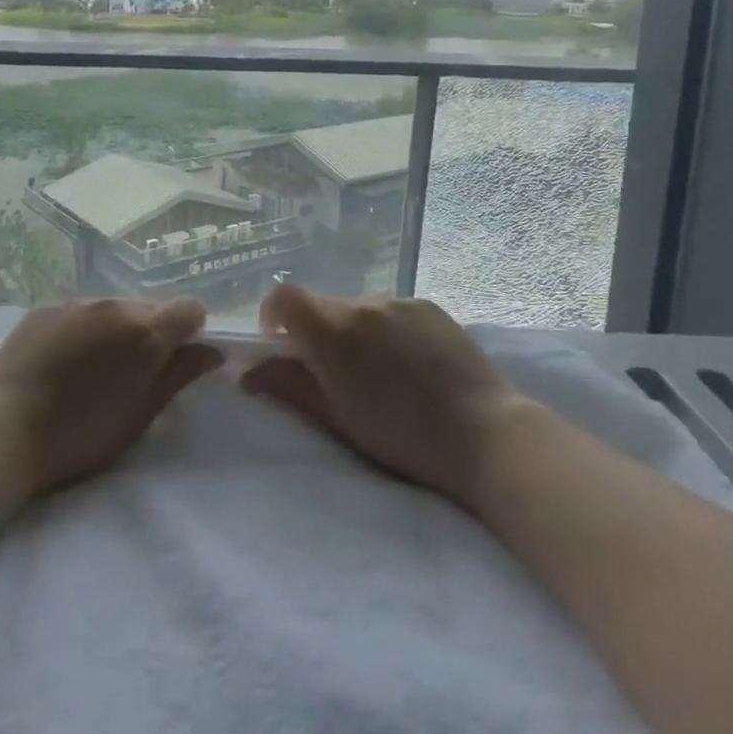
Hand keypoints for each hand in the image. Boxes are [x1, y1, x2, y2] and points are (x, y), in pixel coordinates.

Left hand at [0, 297, 222, 494]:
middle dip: (151, 333)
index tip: (176, 359)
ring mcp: (77, 303)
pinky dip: (83, 329)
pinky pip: (79, 311)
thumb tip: (212, 352)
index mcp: (145, 331)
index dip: (190, 332)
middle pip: (150, 308)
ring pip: (113, 308)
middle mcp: (115, 305)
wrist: (2, 430)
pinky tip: (62, 362)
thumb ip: (179, 376)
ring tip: (92, 369)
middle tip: (131, 373)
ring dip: (115, 330)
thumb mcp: (140, 414)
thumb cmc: (80, 434)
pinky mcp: (45, 308)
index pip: (190, 309)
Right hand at [243, 283, 522, 509]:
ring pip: (360, 309)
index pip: (285, 297)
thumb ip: (289, 386)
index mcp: (333, 330)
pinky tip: (413, 365)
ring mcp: (400, 301)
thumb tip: (248, 373)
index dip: (274, 315)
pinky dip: (389, 330)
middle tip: (338, 374)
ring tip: (383, 374)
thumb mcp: (337, 418)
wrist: (485, 433)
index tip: (281, 343)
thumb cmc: (402, 436)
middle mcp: (363, 303)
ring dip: (357, 332)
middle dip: (319, 333)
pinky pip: (394, 311)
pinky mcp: (430, 306)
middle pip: (324, 306)